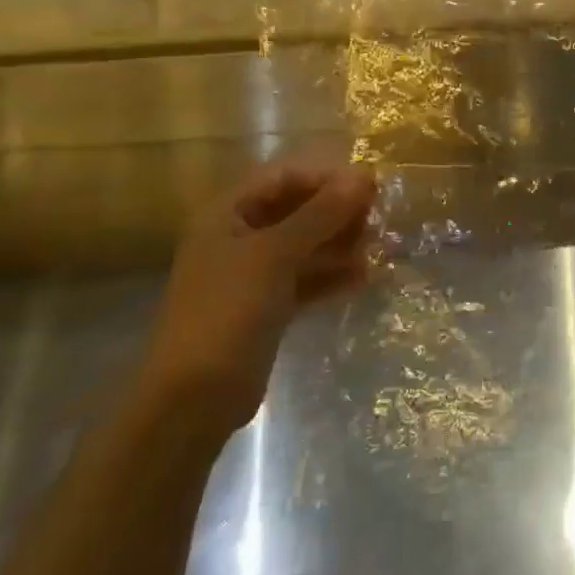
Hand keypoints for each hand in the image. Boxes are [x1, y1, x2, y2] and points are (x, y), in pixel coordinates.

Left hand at [141, 161, 376, 432]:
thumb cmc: (228, 312)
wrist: (195, 397)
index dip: (326, 177)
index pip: (283, 177)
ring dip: (340, 244)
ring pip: (305, 246)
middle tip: (379, 221)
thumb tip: (364, 177)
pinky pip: (306, 280)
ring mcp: (253, 275)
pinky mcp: (267, 307)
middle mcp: (239, 237)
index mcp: (228, 214)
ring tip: (378, 249)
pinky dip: (332, 276)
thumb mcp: (275, 255)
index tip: (370, 187)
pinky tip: (364, 278)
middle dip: (338, 212)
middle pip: (296, 210)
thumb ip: (320, 215)